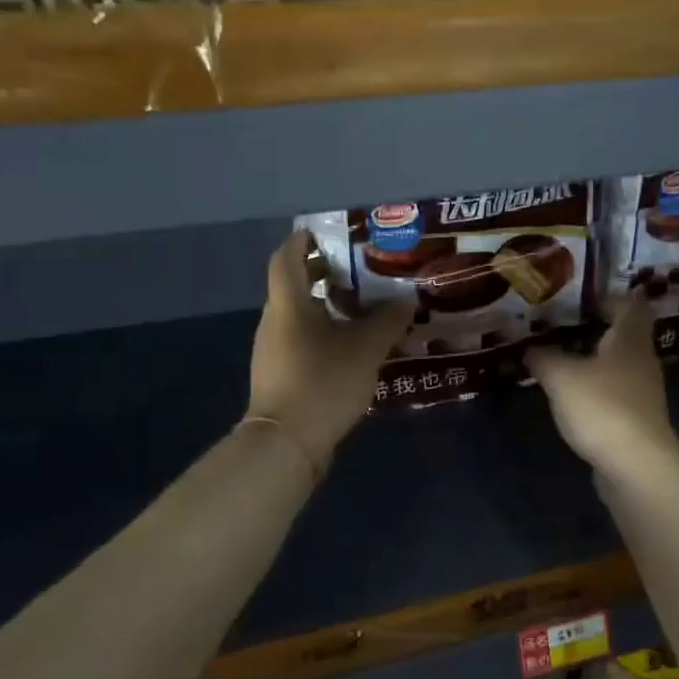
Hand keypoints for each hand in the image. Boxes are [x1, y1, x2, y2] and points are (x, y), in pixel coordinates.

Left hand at [246, 230, 409, 469]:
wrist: (286, 445)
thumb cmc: (322, 383)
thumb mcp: (365, 350)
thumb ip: (387, 322)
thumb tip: (405, 301)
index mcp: (288, 304)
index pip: (286, 256)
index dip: (304, 240)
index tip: (329, 233)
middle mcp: (274, 321)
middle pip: (293, 284)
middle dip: (323, 272)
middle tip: (359, 269)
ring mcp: (274, 350)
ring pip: (299, 315)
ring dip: (327, 305)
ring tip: (364, 307)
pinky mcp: (281, 375)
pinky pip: (302, 340)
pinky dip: (324, 333)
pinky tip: (352, 345)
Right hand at [526, 295, 678, 478]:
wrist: (637, 466)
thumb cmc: (602, 407)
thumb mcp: (561, 377)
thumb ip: (543, 358)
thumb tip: (530, 348)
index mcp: (630, 339)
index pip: (631, 304)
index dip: (610, 297)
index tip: (582, 298)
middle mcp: (642, 361)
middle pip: (625, 335)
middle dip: (596, 329)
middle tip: (561, 327)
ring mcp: (642, 393)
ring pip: (618, 365)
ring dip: (594, 360)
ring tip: (560, 359)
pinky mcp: (636, 421)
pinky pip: (614, 393)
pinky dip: (595, 389)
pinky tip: (571, 396)